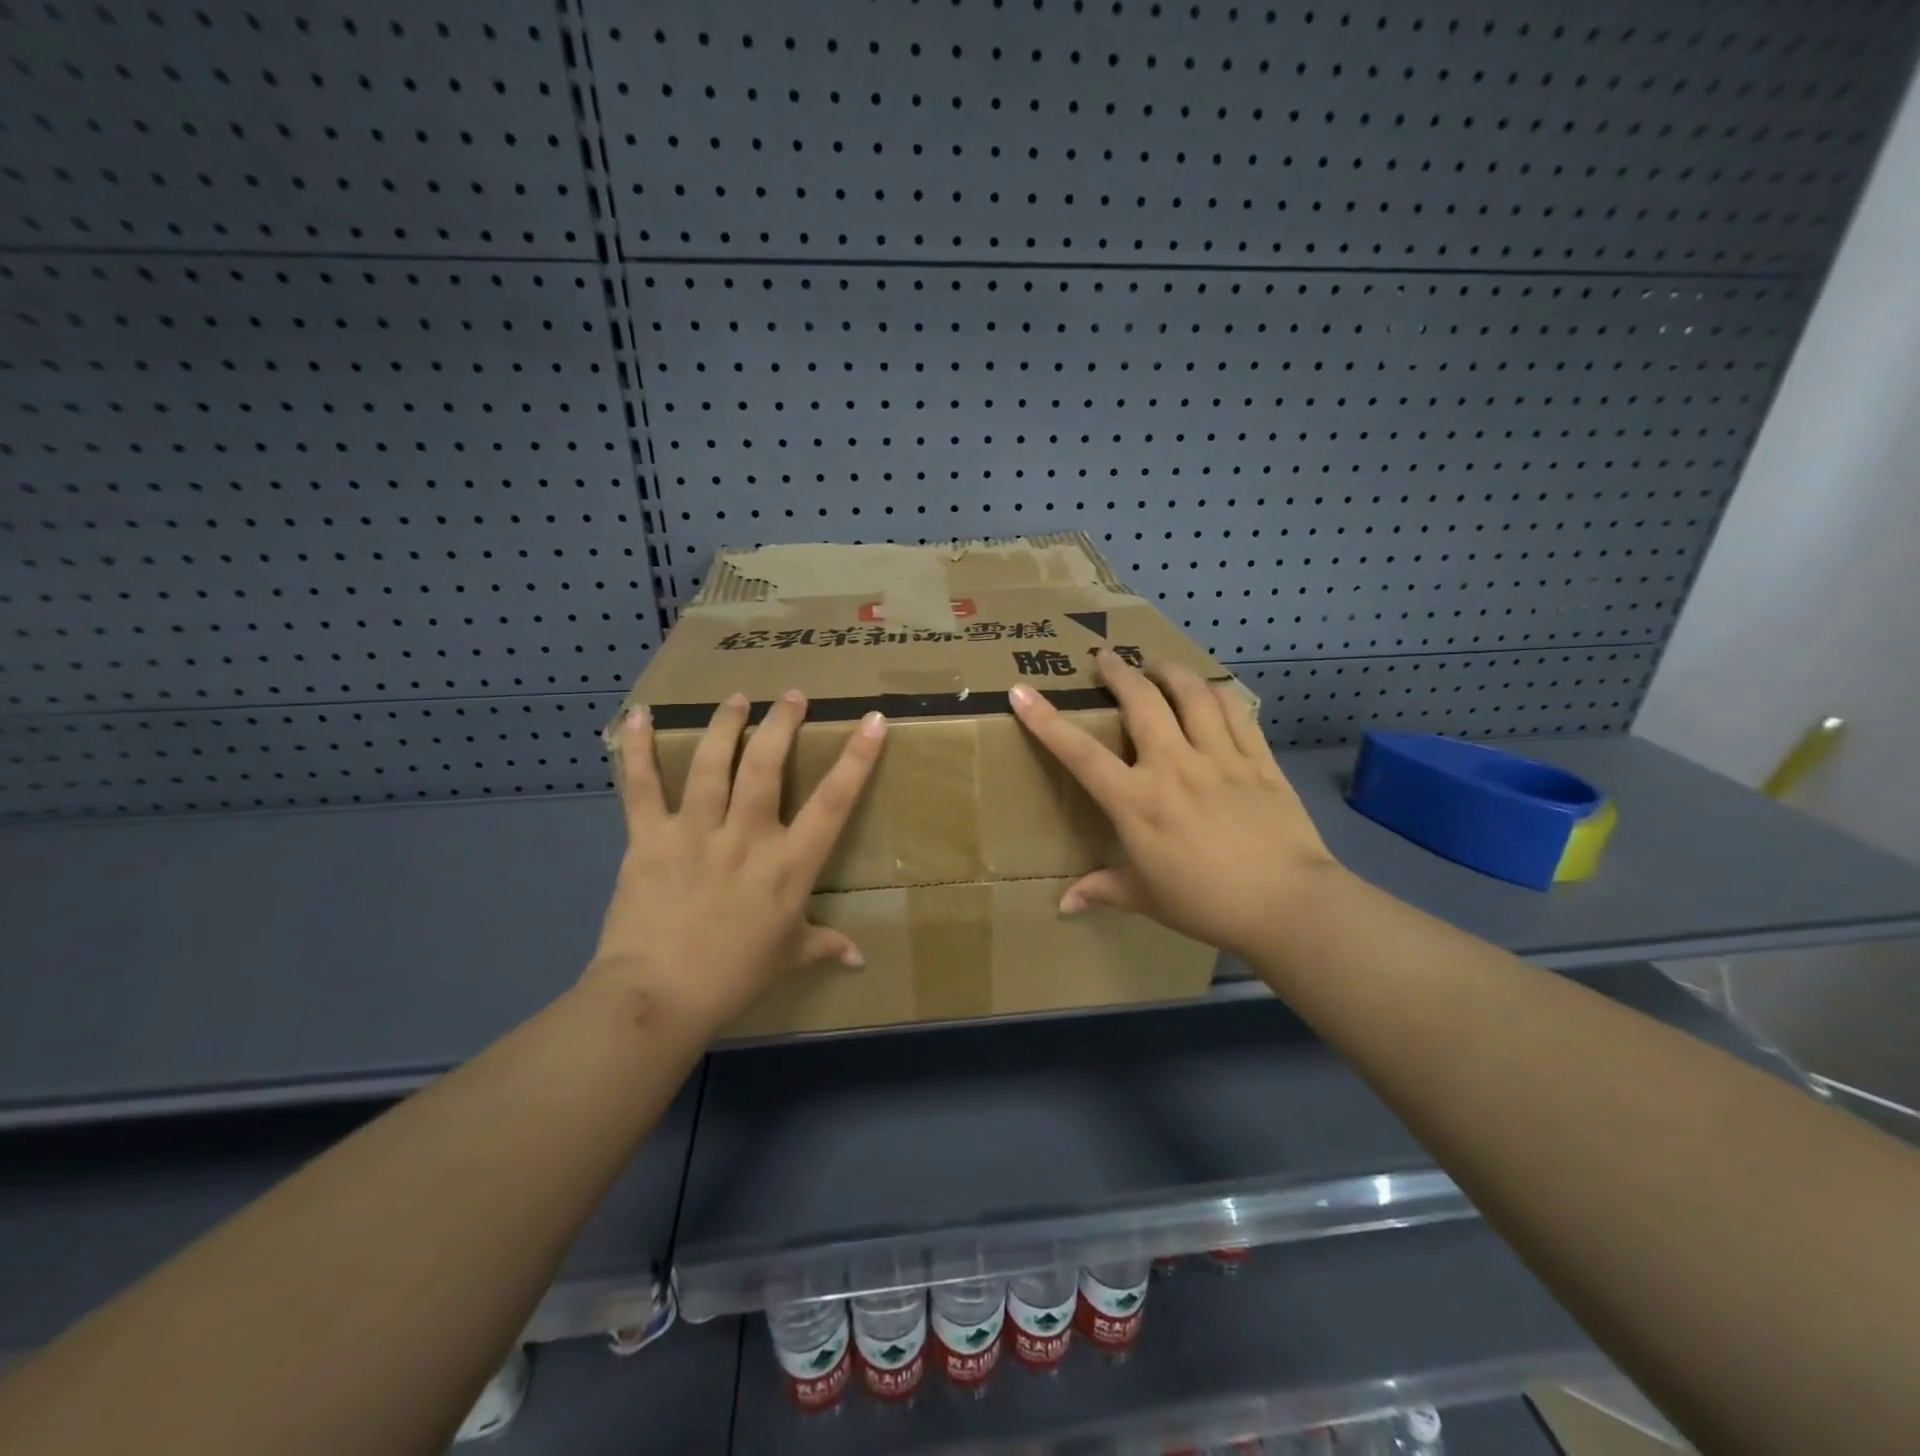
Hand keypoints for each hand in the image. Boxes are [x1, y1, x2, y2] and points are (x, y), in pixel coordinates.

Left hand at [586, 691, 887, 1035]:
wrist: (658, 997)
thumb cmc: (733, 978)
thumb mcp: (788, 959)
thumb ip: (825, 945)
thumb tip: (860, 958)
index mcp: (789, 865)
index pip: (833, 802)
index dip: (857, 758)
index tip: (873, 720)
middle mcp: (747, 837)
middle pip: (768, 765)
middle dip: (783, 722)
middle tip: (792, 695)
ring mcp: (696, 832)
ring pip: (714, 763)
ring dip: (727, 723)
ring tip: (737, 697)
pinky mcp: (649, 838)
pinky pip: (642, 786)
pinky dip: (637, 749)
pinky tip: (639, 715)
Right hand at [1009, 650, 1340, 961]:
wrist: (1287, 904)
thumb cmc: (1206, 904)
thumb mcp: (1146, 899)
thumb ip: (1102, 891)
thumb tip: (1064, 906)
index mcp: (1137, 802)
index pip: (1080, 754)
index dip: (1046, 721)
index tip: (1022, 692)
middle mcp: (1173, 767)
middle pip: (1141, 703)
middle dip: (1118, 673)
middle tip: (1105, 658)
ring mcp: (1219, 758)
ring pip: (1191, 695)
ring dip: (1168, 671)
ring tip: (1156, 663)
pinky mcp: (1258, 759)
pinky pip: (1236, 712)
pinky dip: (1218, 693)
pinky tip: (1209, 689)